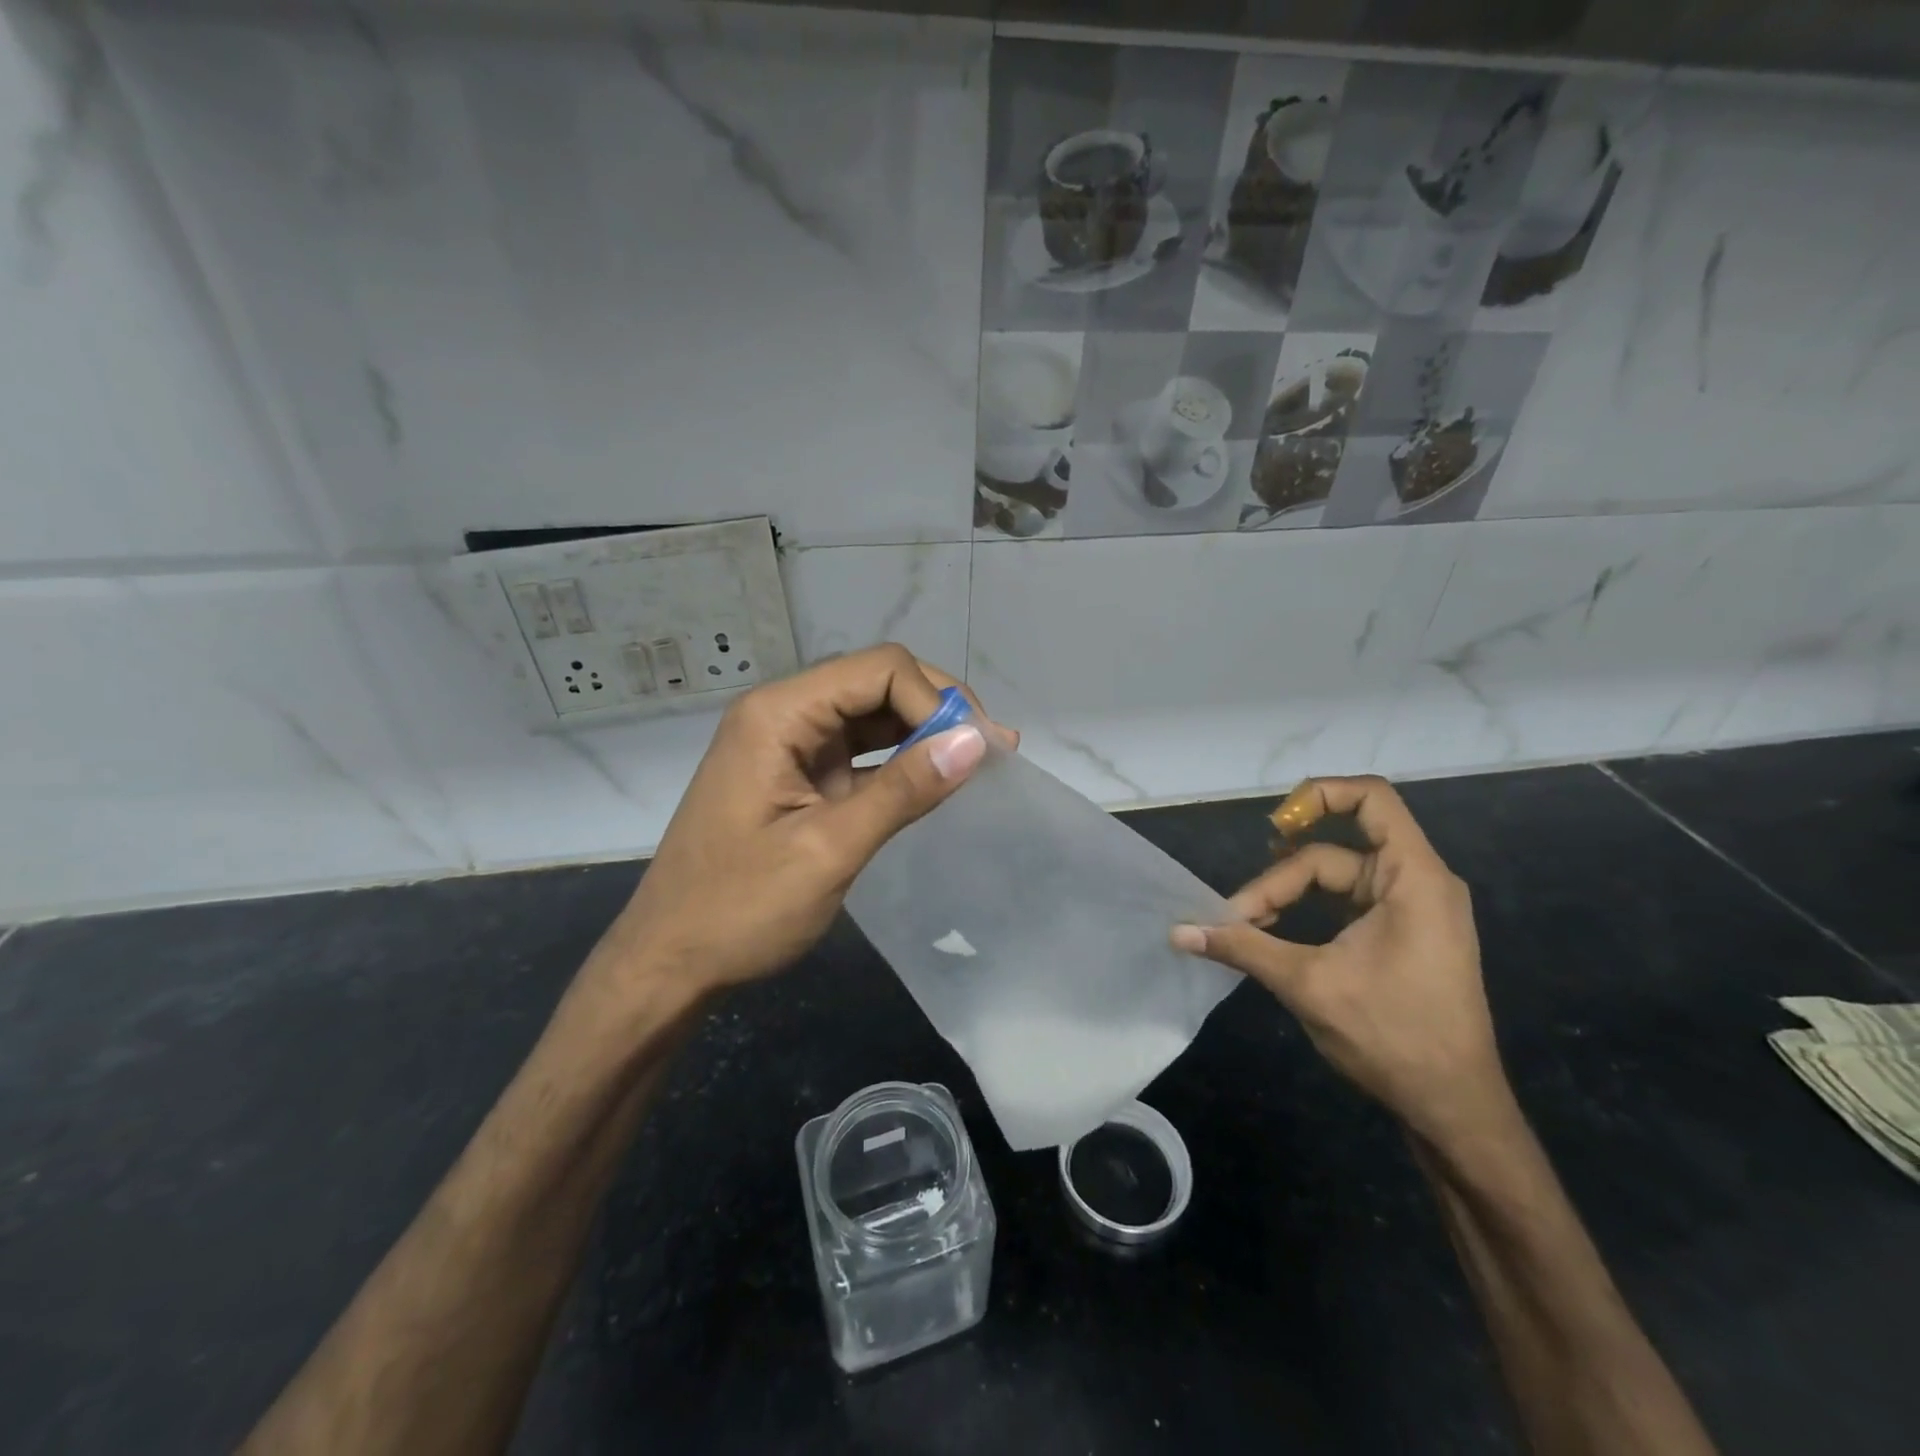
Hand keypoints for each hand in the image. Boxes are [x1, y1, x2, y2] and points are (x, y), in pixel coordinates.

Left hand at [595, 645, 1011, 1004]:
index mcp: (778, 714)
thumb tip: (976, 742)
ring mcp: (791, 745)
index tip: (974, 753)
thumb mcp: (829, 850)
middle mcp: (784, 714)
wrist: (670, 962)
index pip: (879, 670)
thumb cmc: (740, 909)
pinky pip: (862, 751)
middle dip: (937, 709)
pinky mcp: (800, 776)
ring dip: (925, 733)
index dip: (935, 700)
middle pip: (878, 682)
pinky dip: (902, 762)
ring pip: (874, 715)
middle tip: (991, 751)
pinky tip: (937, 779)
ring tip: (979, 762)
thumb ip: (904, 791)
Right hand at [1172, 776, 1508, 1144]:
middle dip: (1279, 879)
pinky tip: (1274, 934)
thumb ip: (1242, 947)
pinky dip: (1307, 911)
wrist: (1454, 1110)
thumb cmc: (1393, 1037)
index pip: (1372, 799)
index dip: (1318, 795)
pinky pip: (1345, 902)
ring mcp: (1411, 909)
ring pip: (1335, 878)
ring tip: (1247, 925)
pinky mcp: (1401, 933)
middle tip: (1236, 918)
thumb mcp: (1308, 984)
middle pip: (1334, 851)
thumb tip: (1178, 931)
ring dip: (1287, 896)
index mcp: (1413, 878)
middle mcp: (1418, 882)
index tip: (1272, 825)